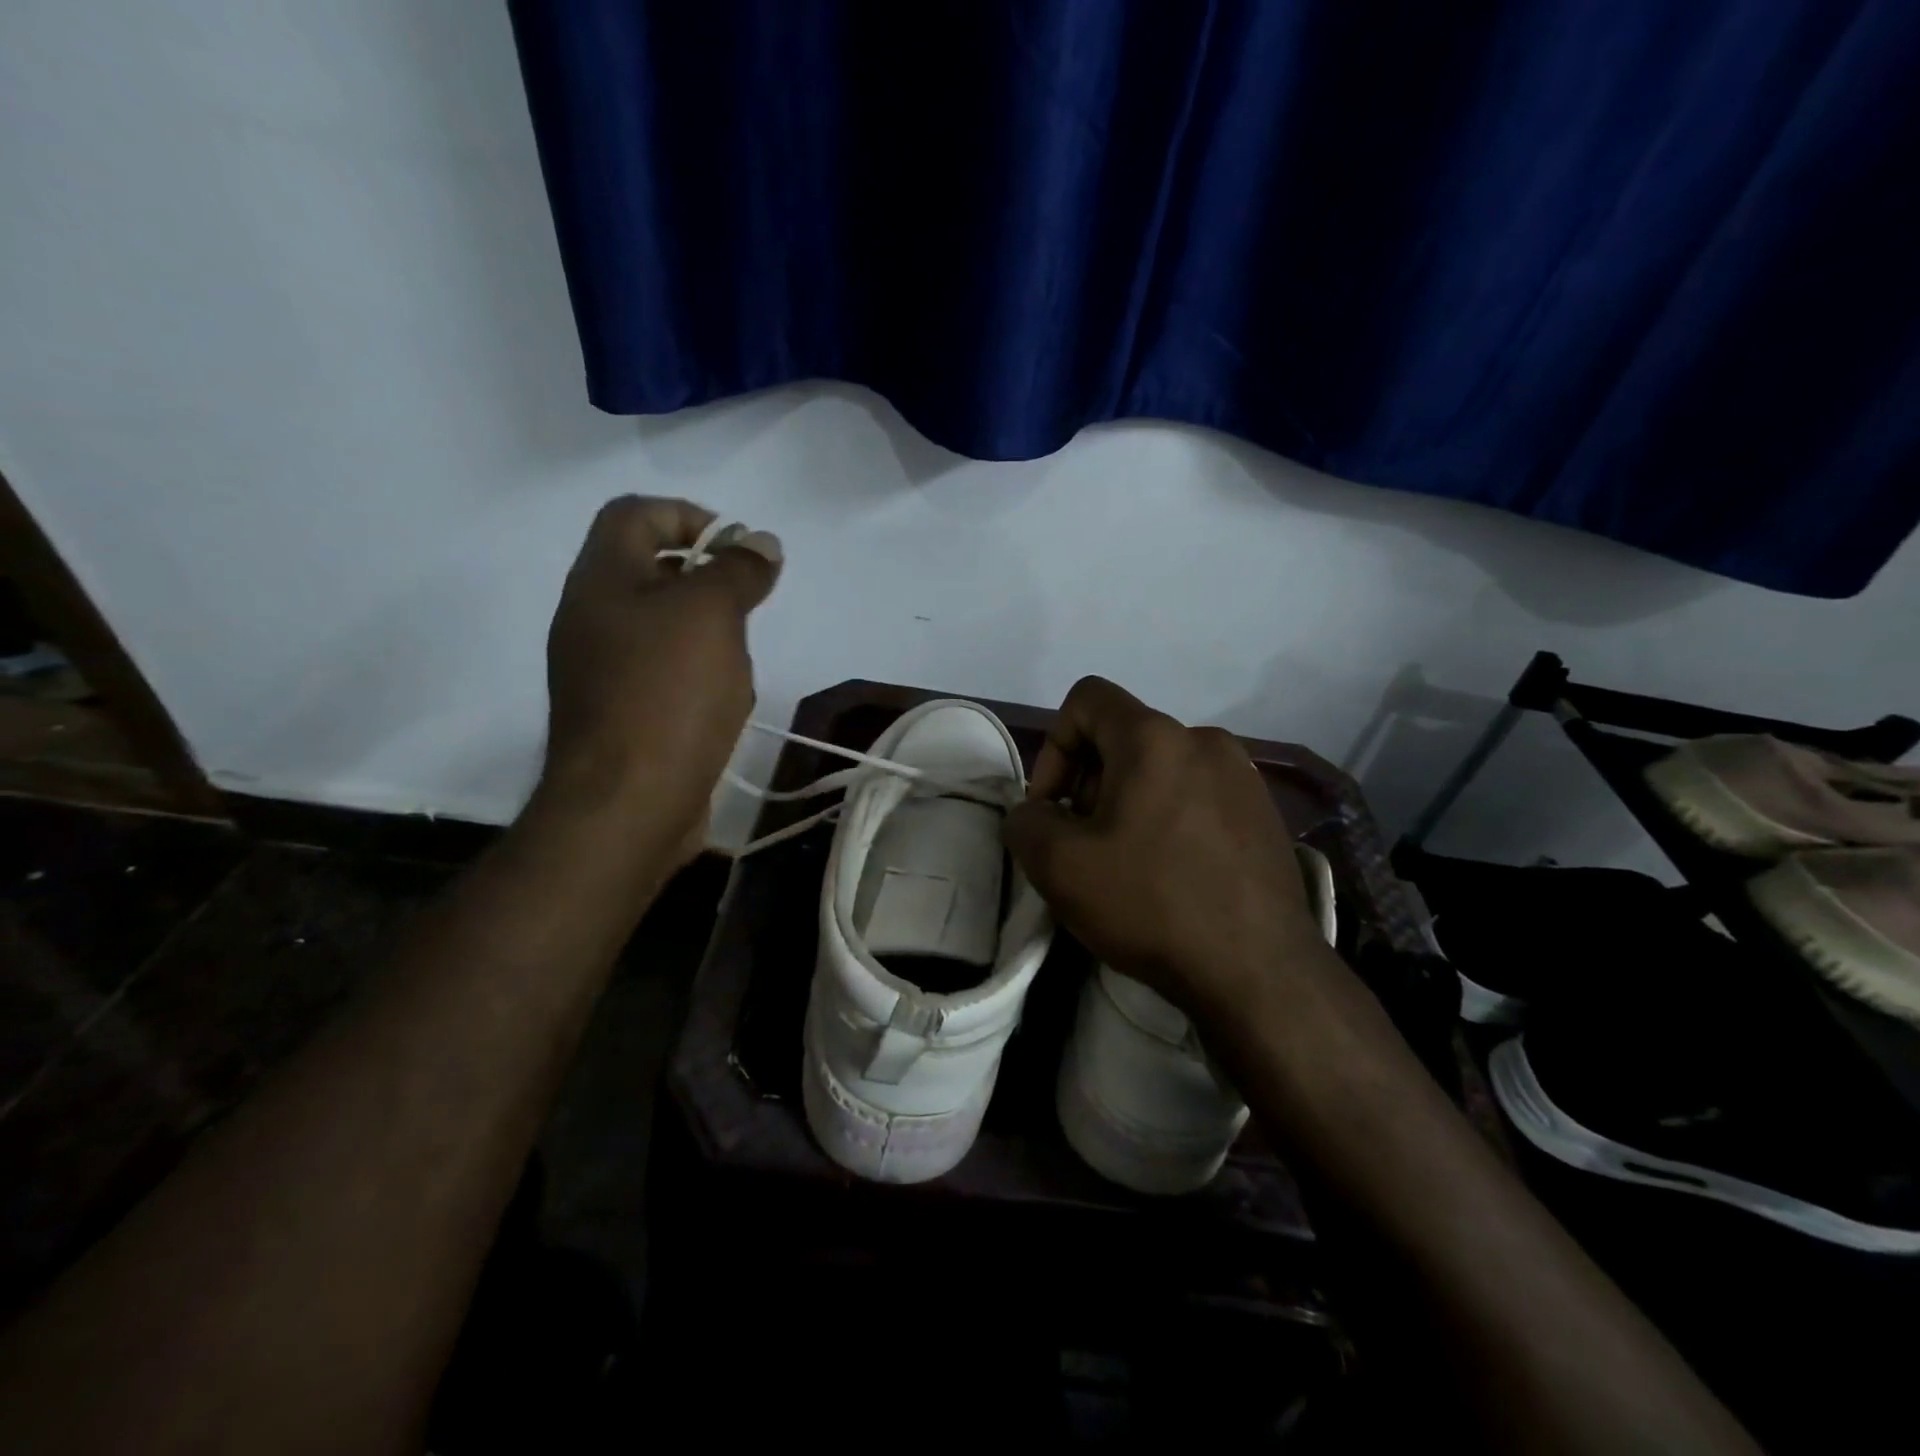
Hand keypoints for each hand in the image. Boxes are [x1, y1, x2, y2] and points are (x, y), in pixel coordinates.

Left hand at [536, 496, 780, 864]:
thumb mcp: (711, 615)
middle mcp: (592, 617)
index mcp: (601, 580)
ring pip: (664, 625)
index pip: (636, 514)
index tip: (738, 548)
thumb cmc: (668, 694)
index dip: (690, 515)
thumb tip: (762, 543)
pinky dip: (698, 672)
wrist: (628, 803)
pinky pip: (664, 671)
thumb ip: (738, 570)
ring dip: (708, 630)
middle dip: (708, 578)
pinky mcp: (622, 712)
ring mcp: (602, 669)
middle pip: (651, 569)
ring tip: (738, 659)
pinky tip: (723, 700)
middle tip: (748, 603)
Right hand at [1003, 677, 1330, 1019]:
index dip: (1054, 746)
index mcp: (1154, 738)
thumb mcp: (1059, 866)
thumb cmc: (1151, 904)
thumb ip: (1025, 822)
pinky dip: (1167, 819)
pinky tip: (1170, 876)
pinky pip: (1196, 796)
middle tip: (1083, 845)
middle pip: (1122, 737)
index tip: (1053, 807)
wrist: (1259, 972)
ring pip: (1160, 769)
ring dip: (1127, 804)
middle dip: (1088, 783)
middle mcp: (1204, 741)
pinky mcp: (1264, 814)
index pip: (1086, 699)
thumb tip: (1034, 814)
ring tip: (1125, 865)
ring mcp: (1243, 777)